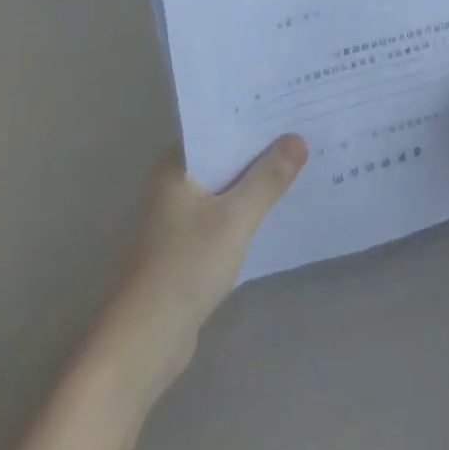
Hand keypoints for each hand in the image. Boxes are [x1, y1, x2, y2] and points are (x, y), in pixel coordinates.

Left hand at [99, 136, 307, 392]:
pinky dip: (246, 212)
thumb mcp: (234, 219)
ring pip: (225, 189)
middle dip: (260, 150)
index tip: (289, 107)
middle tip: (304, 131)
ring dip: (255, 182)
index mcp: (175, 166)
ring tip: (300, 165)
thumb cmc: (184, 267)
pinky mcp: (185, 249)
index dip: (253, 118)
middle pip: (223, 157)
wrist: (143, 342)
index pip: (218, 128)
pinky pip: (223, 216)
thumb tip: (298, 138)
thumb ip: (268, 178)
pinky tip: (276, 211)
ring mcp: (177, 218)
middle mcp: (172, 184)